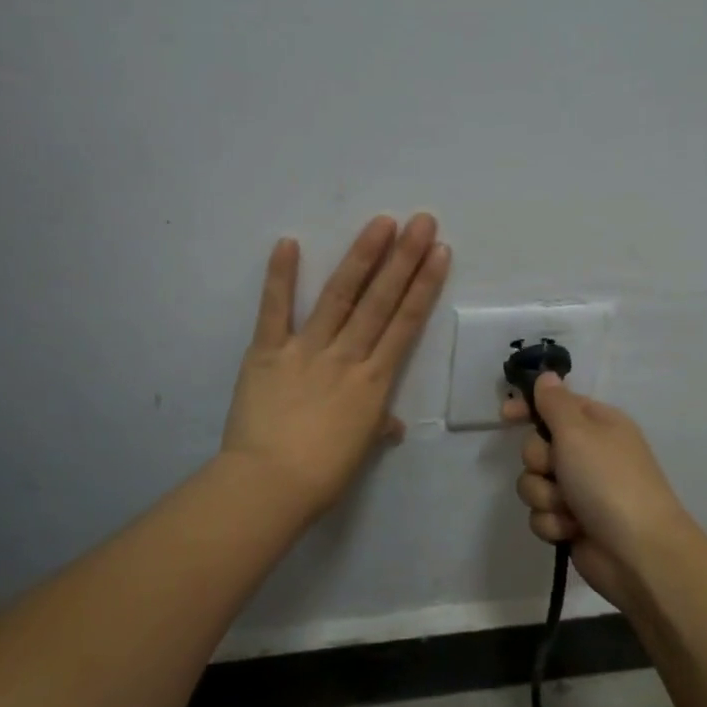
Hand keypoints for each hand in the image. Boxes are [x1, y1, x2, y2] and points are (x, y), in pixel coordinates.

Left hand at [222, 214, 449, 518]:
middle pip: (380, 301)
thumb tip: (390, 425)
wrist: (269, 485)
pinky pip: (275, 310)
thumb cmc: (322, 474)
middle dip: (403, 259)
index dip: (424, 286)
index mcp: (374, 381)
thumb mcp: (360, 450)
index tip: (439, 252)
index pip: (405, 324)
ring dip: (361, 257)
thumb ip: (377, 427)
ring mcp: (306, 350)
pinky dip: (280, 277)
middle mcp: (347, 356)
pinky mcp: (267, 352)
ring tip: (381, 223)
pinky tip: (288, 243)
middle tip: (421, 221)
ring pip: (339, 296)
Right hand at [500, 374, 695, 607]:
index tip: (505, 416)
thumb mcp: (578, 432)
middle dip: (539, 462)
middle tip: (556, 469)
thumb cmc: (609, 480)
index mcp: (597, 424)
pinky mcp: (571, 522)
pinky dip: (553, 522)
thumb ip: (555, 403)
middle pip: (536, 447)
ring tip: (569, 508)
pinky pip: (541, 514)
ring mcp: (579, 490)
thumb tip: (547, 376)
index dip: (528, 409)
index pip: (554, 405)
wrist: (637, 551)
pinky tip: (572, 529)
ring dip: (545, 496)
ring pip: (534, 483)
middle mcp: (587, 454)